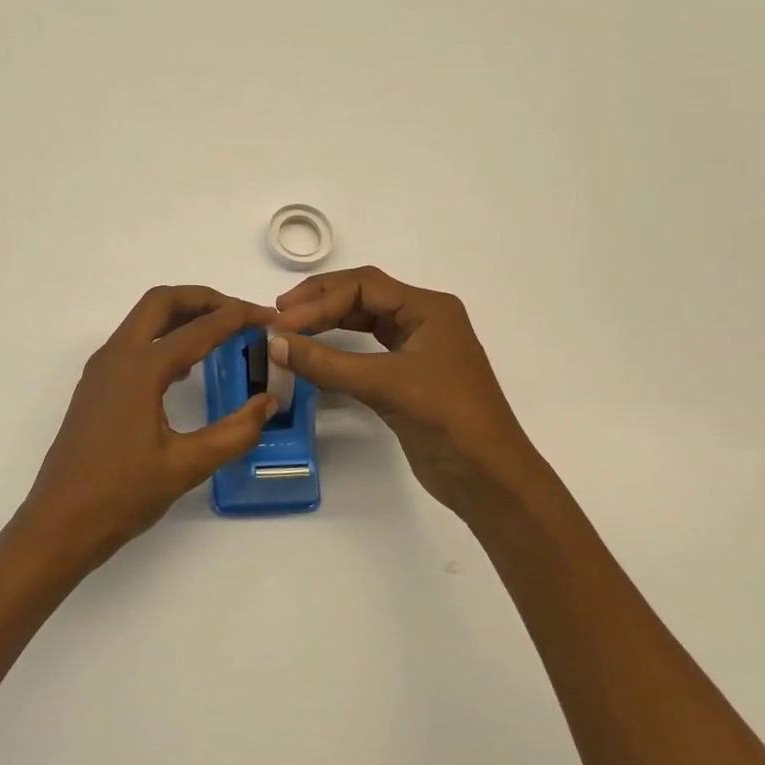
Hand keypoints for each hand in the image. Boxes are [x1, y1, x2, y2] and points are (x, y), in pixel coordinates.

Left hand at [17, 285, 276, 571]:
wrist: (58, 524)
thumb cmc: (121, 496)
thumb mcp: (186, 466)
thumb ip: (234, 432)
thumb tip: (268, 401)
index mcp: (140, 368)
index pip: (199, 329)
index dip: (238, 318)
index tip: (269, 317)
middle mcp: (117, 356)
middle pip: (162, 301)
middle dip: (205, 298)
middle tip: (241, 312)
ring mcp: (101, 369)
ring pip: (144, 318)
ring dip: (182, 314)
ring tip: (221, 332)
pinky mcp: (96, 385)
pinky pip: (134, 341)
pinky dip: (164, 336)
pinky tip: (186, 366)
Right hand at [270, 267, 536, 515]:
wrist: (490, 479)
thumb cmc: (447, 418)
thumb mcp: (384, 385)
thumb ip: (327, 363)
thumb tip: (274, 344)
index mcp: (428, 308)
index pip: (363, 285)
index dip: (319, 300)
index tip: (282, 323)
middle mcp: (423, 319)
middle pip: (363, 295)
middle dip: (320, 302)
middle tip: (280, 316)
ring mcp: (417, 347)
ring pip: (364, 320)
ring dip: (328, 321)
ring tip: (291, 329)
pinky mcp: (408, 375)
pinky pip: (367, 349)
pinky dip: (339, 348)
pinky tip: (316, 353)